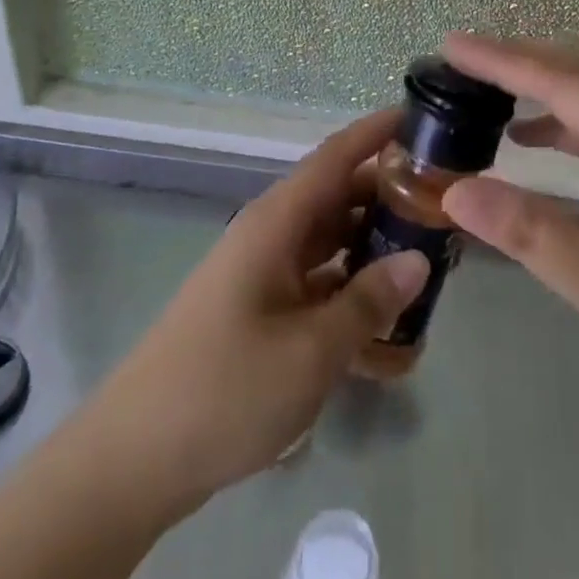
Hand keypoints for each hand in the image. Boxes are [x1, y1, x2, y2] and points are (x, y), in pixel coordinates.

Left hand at [84, 107, 430, 512]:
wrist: (134, 461)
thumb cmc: (225, 389)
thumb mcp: (310, 350)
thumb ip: (368, 302)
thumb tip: (417, 260)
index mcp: (277, 222)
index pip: (335, 156)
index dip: (377, 132)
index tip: (421, 117)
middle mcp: (271, 236)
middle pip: (339, 199)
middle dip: (388, 199)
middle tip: (444, 208)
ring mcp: (264, 276)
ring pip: (331, 245)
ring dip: (374, 252)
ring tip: (429, 268)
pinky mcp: (260, 313)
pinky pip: (317, 289)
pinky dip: (351, 299)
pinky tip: (390, 334)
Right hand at [438, 33, 578, 443]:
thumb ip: (527, 231)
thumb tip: (454, 189)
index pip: (561, 81)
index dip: (501, 60)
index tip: (451, 45)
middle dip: (519, 60)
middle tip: (460, 57)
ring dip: (542, 89)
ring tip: (486, 87)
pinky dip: (565, 126)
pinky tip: (533, 139)